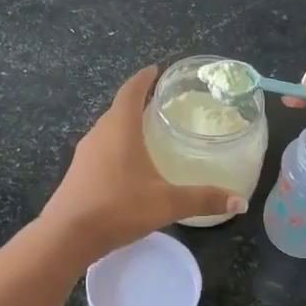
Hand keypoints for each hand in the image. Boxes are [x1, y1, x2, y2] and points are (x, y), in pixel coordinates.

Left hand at [41, 66, 244, 259]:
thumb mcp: (166, 203)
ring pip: (108, 129)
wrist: (66, 236)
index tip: (157, 69)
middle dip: (138, 100)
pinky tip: (129, 164)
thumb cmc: (117, 208)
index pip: (131, 91)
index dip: (144, 78)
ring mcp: (85, 153)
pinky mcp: (78, 172)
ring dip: (126, 124)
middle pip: (119, 108)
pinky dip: (117, 145)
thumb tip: (240, 202)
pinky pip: (101, 148)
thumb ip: (203, 199)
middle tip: (162, 102)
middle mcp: (99, 133)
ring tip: (149, 130)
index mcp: (120, 128)